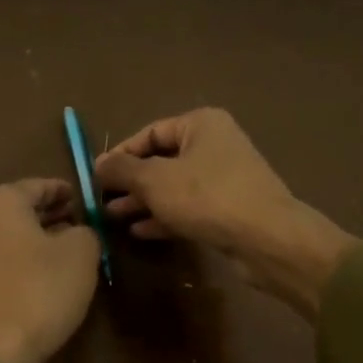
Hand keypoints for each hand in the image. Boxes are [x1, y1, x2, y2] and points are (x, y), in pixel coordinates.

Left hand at [0, 179, 100, 362]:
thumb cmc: (41, 290)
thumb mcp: (81, 252)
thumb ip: (85, 231)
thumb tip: (77, 233)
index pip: (37, 186)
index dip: (63, 190)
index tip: (81, 197)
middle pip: (19, 210)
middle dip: (49, 214)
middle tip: (77, 220)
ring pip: (9, 237)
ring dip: (36, 239)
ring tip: (66, 248)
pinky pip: (2, 262)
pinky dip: (23, 260)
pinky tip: (46, 276)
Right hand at [94, 109, 354, 319]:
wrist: (266, 238)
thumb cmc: (207, 197)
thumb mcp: (154, 180)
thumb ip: (122, 170)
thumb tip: (98, 163)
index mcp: (200, 124)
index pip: (150, 133)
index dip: (121, 154)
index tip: (96, 176)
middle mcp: (214, 145)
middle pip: (161, 160)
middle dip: (130, 181)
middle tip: (101, 200)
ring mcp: (224, 178)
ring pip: (173, 186)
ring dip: (143, 201)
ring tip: (113, 217)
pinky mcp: (228, 209)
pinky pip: (188, 207)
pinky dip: (164, 216)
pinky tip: (139, 232)